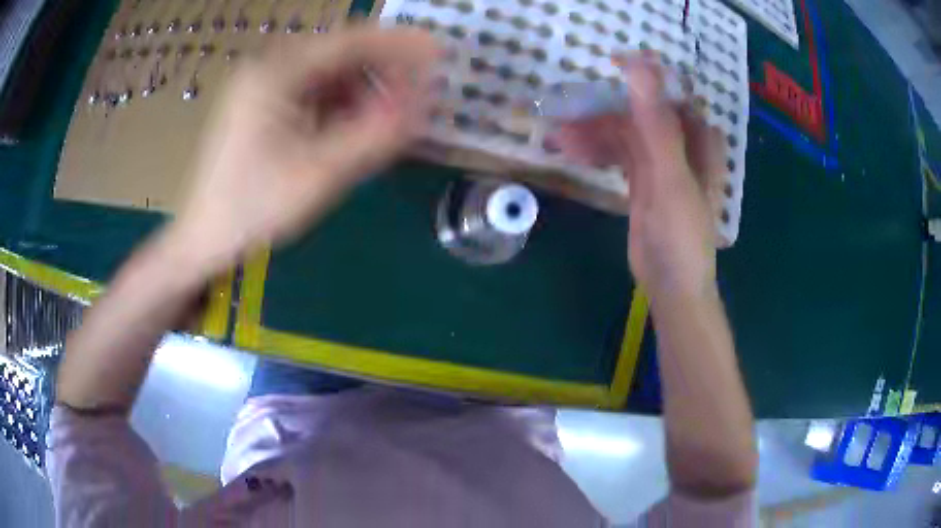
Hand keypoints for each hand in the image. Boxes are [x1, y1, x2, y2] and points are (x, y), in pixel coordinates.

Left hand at [171, 26, 439, 271]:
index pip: (349, 41)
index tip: (438, 52)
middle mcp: (268, 68)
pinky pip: (312, 91)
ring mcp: (262, 85)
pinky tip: (351, 127)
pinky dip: (339, 104)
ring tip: (386, 118)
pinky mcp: (262, 104)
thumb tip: (424, 105)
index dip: (399, 44)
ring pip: (327, 73)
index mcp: (274, 73)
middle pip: (339, 54)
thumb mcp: (318, 173)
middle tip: (416, 95)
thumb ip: (374, 136)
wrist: (204, 236)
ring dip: (362, 90)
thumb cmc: (252, 207)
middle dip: (382, 71)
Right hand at [550, 54, 725, 298]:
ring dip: (593, 135)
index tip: (608, 64)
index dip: (642, 77)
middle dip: (603, 114)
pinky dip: (597, 151)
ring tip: (559, 142)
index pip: (669, 94)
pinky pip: (618, 154)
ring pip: (624, 134)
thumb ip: (657, 125)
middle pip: (640, 114)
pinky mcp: (642, 181)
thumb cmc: (681, 235)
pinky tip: (574, 154)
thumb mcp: (670, 178)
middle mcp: (681, 145)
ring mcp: (660, 163)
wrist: (672, 286)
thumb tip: (640, 69)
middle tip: (566, 119)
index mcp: (697, 139)